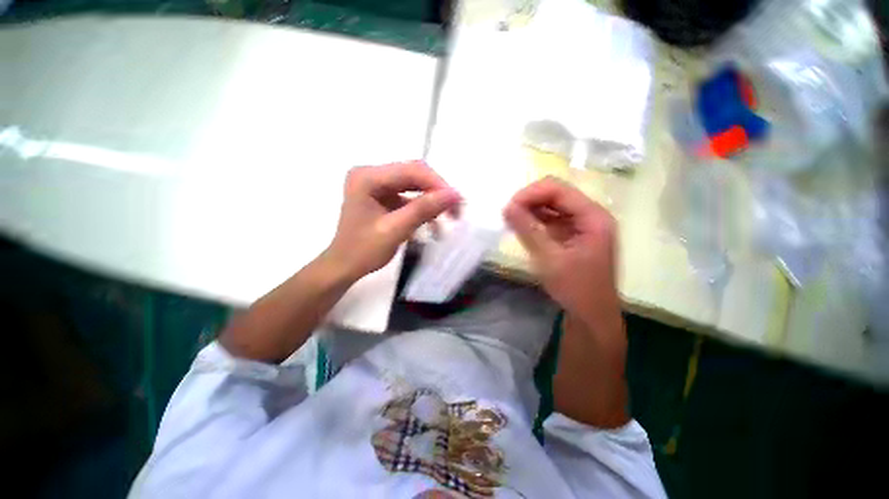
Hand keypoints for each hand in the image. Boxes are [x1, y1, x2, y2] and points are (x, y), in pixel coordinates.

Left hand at [325, 161, 460, 281]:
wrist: (344, 267)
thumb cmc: (363, 251)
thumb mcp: (395, 230)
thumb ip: (423, 210)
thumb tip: (454, 194)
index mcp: (367, 177)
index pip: (411, 170)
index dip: (438, 184)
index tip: (457, 202)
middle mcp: (371, 174)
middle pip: (414, 175)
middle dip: (437, 193)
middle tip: (456, 211)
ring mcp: (377, 185)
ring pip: (414, 186)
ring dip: (432, 202)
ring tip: (448, 219)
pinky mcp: (383, 196)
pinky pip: (409, 197)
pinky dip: (423, 209)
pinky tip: (432, 225)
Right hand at [504, 177, 627, 427]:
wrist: (591, 316)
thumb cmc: (575, 289)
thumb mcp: (550, 258)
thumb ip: (529, 230)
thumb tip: (507, 207)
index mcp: (593, 216)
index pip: (558, 189)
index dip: (531, 193)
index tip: (509, 207)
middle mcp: (590, 215)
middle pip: (556, 194)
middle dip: (530, 201)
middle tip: (508, 214)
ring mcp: (582, 225)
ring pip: (552, 206)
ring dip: (531, 210)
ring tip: (511, 220)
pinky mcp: (573, 235)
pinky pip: (551, 220)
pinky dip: (535, 221)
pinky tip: (522, 227)